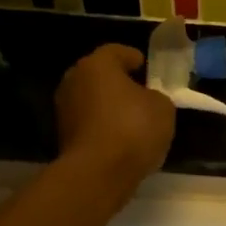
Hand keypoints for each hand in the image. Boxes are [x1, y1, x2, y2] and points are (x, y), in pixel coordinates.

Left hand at [55, 45, 175, 190]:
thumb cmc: (133, 128)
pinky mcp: (62, 136)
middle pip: (99, 75)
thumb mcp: (163, 107)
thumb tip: (147, 100)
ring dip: (109, 105)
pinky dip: (102, 125)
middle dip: (118, 81)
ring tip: (132, 117)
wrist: (98, 173)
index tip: (145, 66)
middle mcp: (75, 81)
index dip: (133, 57)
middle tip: (139, 90)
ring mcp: (64, 109)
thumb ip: (156, 96)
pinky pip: (88, 122)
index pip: (116, 51)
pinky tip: (120, 137)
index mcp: (97, 65)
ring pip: (91, 99)